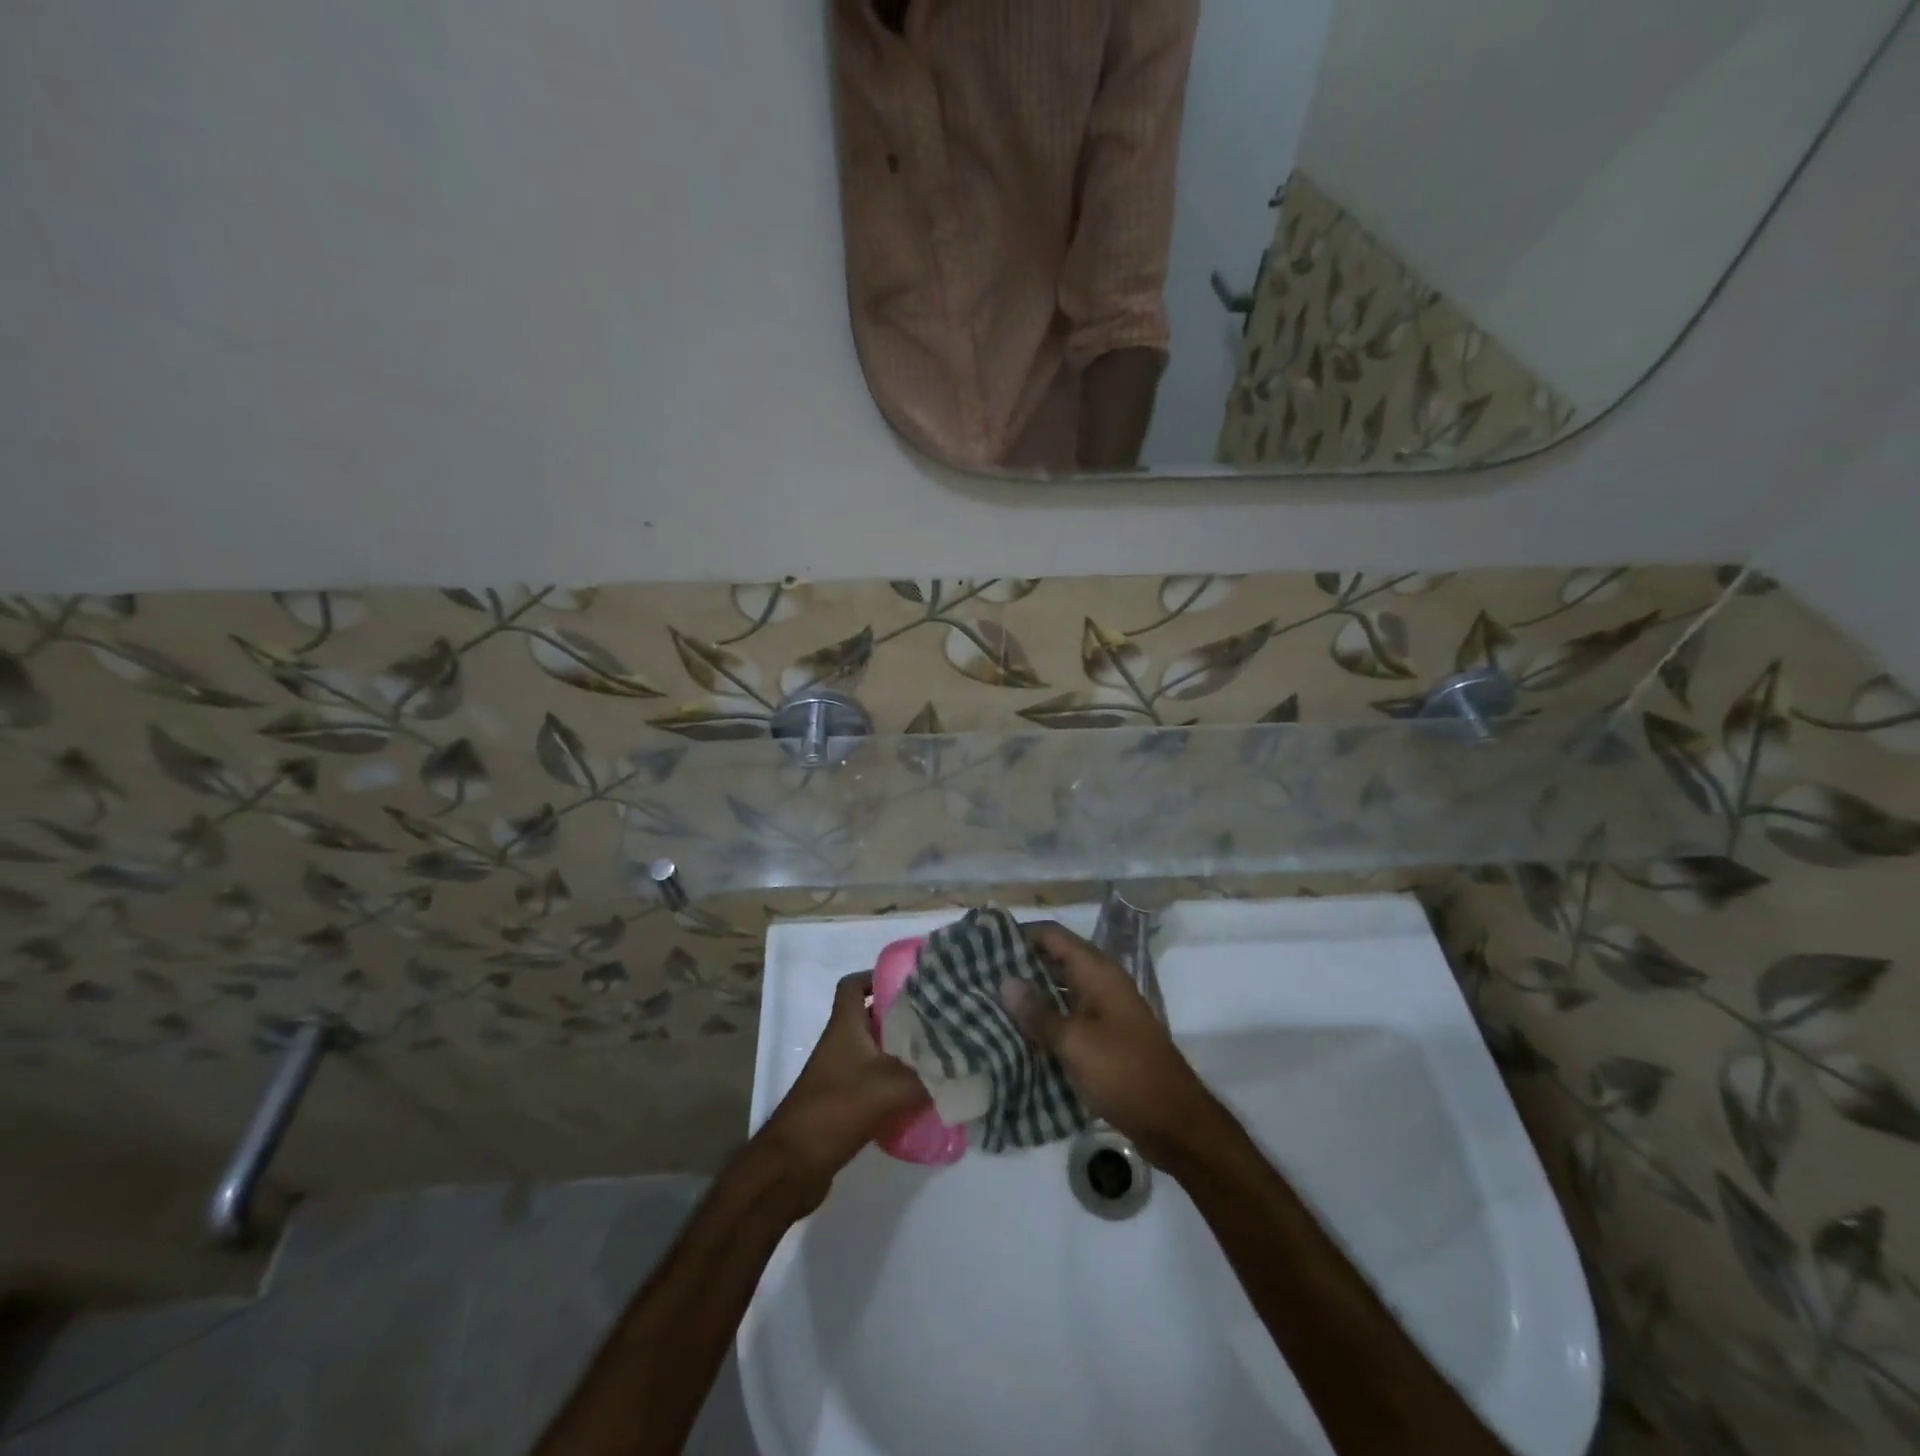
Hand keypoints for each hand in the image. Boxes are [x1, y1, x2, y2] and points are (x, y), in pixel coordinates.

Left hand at [753, 972, 928, 1210]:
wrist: (792, 1166)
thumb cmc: (835, 1110)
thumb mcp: (889, 1087)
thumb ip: (928, 1074)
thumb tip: (963, 1064)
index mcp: (845, 1026)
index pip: (854, 984)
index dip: (878, 977)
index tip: (912, 984)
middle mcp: (841, 1043)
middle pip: (872, 1017)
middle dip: (904, 1017)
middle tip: (939, 1021)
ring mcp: (840, 1073)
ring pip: (876, 1050)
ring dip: (903, 1052)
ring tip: (939, 1055)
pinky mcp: (845, 1101)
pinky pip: (875, 1080)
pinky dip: (896, 1083)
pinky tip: (922, 1094)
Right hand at [1001, 921, 1221, 1166]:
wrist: (1174, 1122)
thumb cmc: (1124, 1072)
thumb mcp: (1075, 1042)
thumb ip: (1038, 1012)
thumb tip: (1005, 982)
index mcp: (1097, 972)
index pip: (1052, 936)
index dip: (1019, 936)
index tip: (983, 945)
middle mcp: (1100, 984)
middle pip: (1054, 962)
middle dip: (1018, 968)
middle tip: (977, 978)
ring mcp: (1103, 1012)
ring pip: (1059, 993)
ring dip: (1029, 998)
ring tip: (987, 1005)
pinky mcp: (1103, 1039)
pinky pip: (1067, 1020)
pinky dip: (1044, 1023)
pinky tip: (1015, 1037)